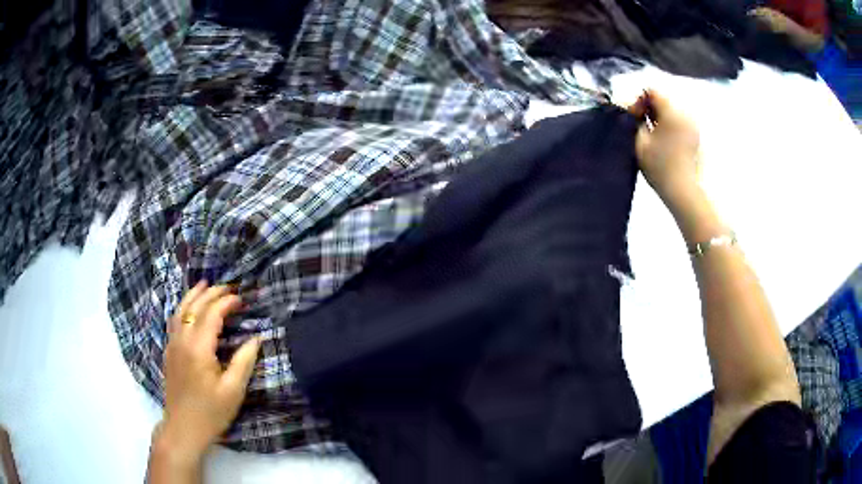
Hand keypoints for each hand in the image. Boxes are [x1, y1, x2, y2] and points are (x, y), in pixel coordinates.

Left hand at [155, 281, 260, 466]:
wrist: (183, 428)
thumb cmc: (211, 412)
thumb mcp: (233, 391)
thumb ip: (244, 361)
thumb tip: (256, 338)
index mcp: (198, 348)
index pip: (211, 314)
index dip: (226, 302)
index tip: (241, 299)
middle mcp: (182, 340)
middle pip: (194, 307)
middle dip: (211, 293)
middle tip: (228, 287)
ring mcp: (172, 345)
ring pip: (180, 310)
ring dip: (193, 295)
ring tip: (205, 285)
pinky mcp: (169, 352)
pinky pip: (174, 321)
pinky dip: (183, 307)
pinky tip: (189, 308)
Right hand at [627, 90, 699, 203]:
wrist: (685, 192)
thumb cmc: (660, 166)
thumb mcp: (640, 142)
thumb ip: (635, 121)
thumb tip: (634, 112)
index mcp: (671, 110)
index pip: (652, 90)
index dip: (639, 100)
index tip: (633, 116)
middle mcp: (685, 113)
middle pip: (664, 99)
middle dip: (650, 108)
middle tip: (640, 125)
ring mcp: (693, 126)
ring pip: (672, 111)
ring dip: (660, 118)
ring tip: (652, 135)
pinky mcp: (697, 138)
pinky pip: (680, 122)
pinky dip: (670, 126)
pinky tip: (665, 143)